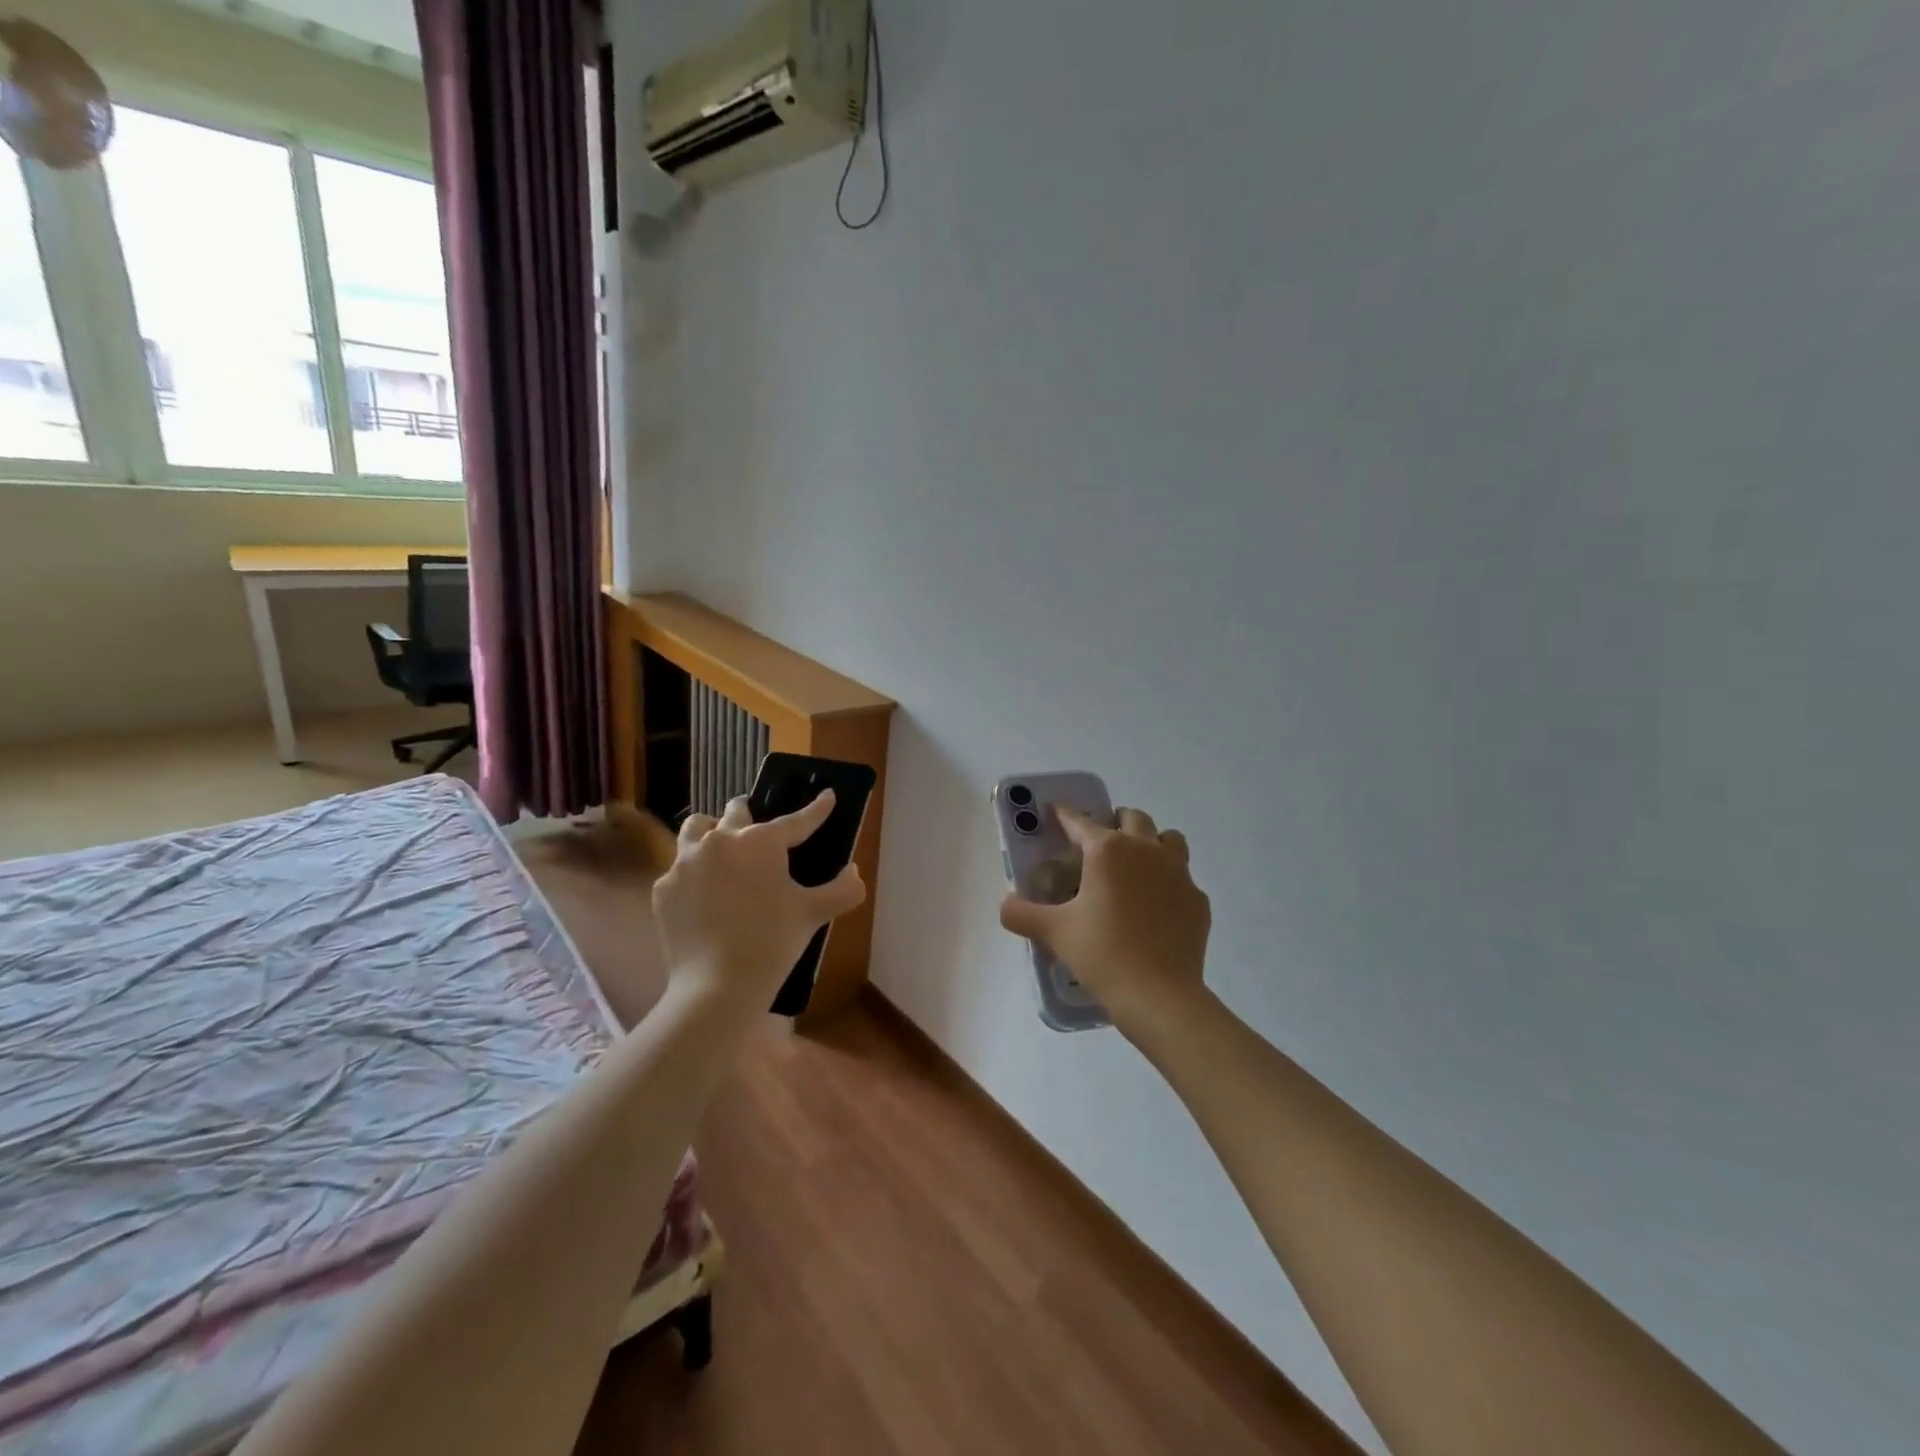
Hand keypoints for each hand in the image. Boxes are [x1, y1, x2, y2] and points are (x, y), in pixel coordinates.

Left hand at [653, 792, 865, 1017]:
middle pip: (735, 812)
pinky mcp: (664, 889)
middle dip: (750, 813)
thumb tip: (853, 872)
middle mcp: (719, 841)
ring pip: (696, 829)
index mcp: (760, 841)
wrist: (715, 987)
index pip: (796, 820)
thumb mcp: (815, 914)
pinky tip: (704, 894)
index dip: (816, 809)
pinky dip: (694, 873)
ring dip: (712, 832)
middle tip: (760, 829)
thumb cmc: (772, 943)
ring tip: (722, 848)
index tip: (827, 796)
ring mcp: (685, 864)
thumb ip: (843, 889)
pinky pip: (679, 868)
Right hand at [1000, 805, 1210, 1035]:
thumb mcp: (1054, 933)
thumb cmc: (1102, 955)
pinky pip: (1183, 877)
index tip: (1056, 811)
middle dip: (1114, 822)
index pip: (1080, 821)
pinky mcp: (1197, 899)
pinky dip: (1168, 882)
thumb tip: (1005, 904)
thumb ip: (1022, 913)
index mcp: (1107, 851)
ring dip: (1151, 842)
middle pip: (1132, 818)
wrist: (1159, 996)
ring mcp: (1178, 873)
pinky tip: (1157, 906)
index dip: (1065, 814)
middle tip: (1099, 842)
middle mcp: (1145, 850)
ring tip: (1135, 865)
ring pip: (1168, 839)